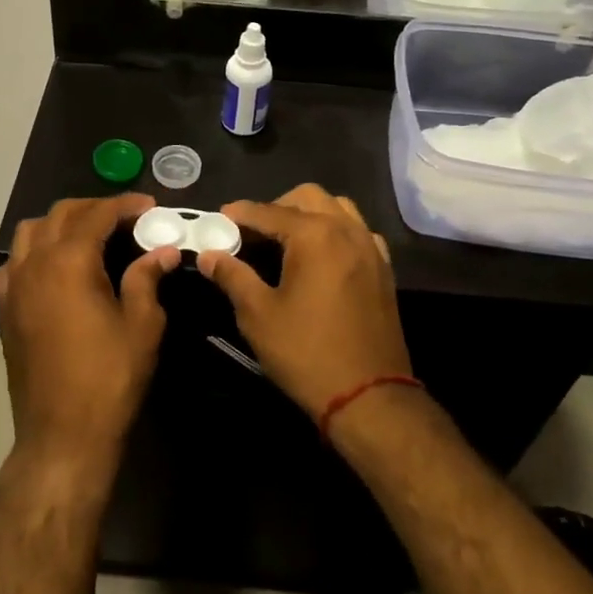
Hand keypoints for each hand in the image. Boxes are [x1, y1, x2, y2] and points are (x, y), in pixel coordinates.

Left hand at [0, 195, 180, 477]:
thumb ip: (147, 278)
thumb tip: (162, 251)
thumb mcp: (142, 325)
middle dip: (94, 208)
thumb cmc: (109, 378)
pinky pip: (15, 262)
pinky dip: (36, 250)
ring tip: (90, 235)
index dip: (125, 205)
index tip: (149, 206)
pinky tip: (57, 267)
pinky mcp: (5, 309)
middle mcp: (35, 264)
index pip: (97, 215)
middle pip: (61, 214)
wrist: (62, 435)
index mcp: (69, 261)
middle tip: (125, 218)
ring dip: (61, 223)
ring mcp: (14, 286)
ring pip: (31, 232)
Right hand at [196, 185, 407, 422]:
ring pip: (338, 207)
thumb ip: (233, 276)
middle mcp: (345, 230)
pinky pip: (358, 230)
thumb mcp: (258, 315)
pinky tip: (322, 255)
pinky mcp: (383, 268)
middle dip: (277, 206)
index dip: (241, 213)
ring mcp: (370, 247)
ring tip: (287, 239)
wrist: (369, 396)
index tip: (220, 217)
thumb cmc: (306, 353)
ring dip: (310, 213)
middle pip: (307, 197)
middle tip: (254, 231)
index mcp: (314, 235)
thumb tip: (208, 255)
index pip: (268, 211)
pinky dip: (337, 230)